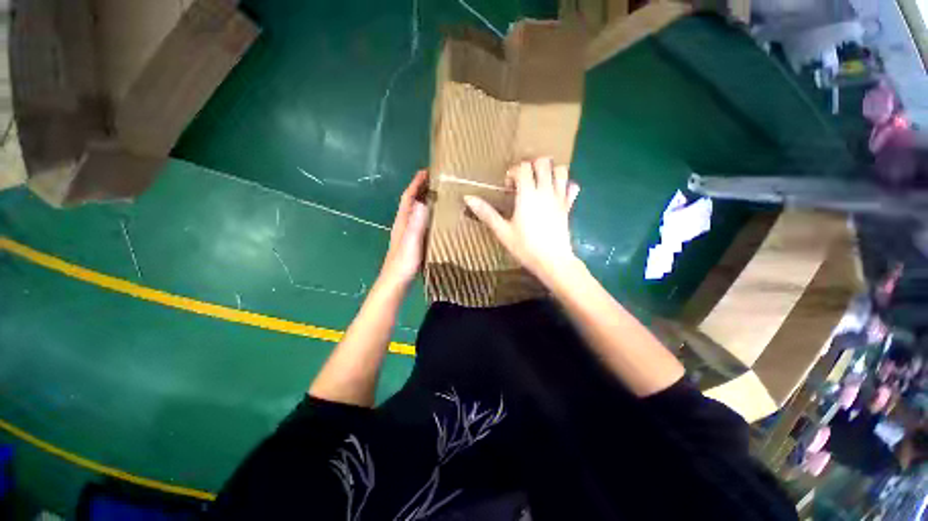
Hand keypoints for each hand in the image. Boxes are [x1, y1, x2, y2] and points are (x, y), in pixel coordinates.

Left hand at [380, 170, 429, 286]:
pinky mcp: (410, 241)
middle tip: (435, 180)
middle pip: (410, 202)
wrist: (395, 282)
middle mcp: (402, 224)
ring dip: (422, 200)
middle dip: (420, 188)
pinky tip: (434, 218)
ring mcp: (406, 233)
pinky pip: (418, 221)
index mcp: (402, 222)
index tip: (426, 171)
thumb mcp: (411, 242)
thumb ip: (416, 223)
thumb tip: (422, 202)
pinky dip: (425, 214)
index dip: (415, 183)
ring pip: (414, 211)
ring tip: (437, 195)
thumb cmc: (403, 263)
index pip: (408, 197)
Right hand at [464, 158, 579, 281]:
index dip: (513, 172)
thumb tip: (468, 197)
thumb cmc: (525, 247)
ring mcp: (560, 198)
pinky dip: (565, 184)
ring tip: (539, 183)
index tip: (508, 188)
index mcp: (528, 195)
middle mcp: (545, 191)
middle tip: (524, 180)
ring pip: (561, 170)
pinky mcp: (568, 207)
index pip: (523, 167)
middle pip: (544, 162)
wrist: (552, 261)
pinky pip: (572, 187)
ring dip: (550, 171)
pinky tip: (556, 193)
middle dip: (532, 165)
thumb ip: (486, 213)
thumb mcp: (502, 231)